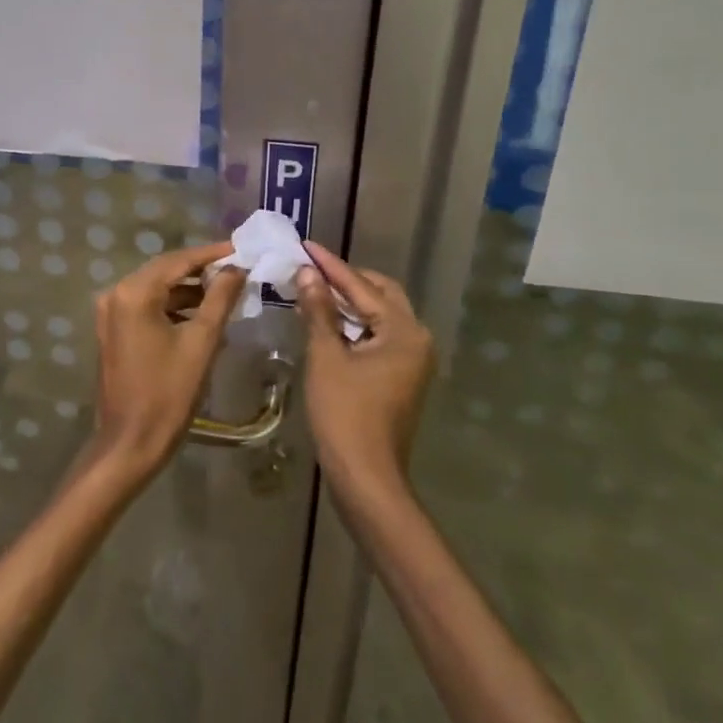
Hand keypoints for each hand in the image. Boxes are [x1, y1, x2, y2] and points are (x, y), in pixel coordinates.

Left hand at [88, 242, 246, 480]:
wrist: (130, 443)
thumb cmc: (168, 393)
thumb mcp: (202, 342)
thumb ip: (220, 299)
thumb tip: (236, 268)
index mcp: (134, 293)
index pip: (178, 261)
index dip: (211, 254)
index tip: (240, 249)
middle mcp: (116, 294)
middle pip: (165, 271)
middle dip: (200, 269)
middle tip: (236, 268)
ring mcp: (111, 313)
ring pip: (156, 289)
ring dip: (188, 290)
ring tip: (225, 292)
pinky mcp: (113, 331)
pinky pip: (147, 307)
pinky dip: (172, 307)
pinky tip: (200, 314)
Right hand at [296, 241, 434, 502]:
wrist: (366, 478)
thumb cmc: (345, 414)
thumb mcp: (326, 357)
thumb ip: (319, 310)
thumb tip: (308, 273)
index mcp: (404, 331)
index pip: (362, 287)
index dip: (331, 266)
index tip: (306, 245)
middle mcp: (416, 339)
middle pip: (381, 295)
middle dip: (346, 280)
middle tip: (312, 268)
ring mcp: (412, 360)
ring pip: (380, 316)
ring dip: (349, 303)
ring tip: (314, 289)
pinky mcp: (402, 377)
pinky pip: (379, 336)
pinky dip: (355, 325)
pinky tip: (328, 321)